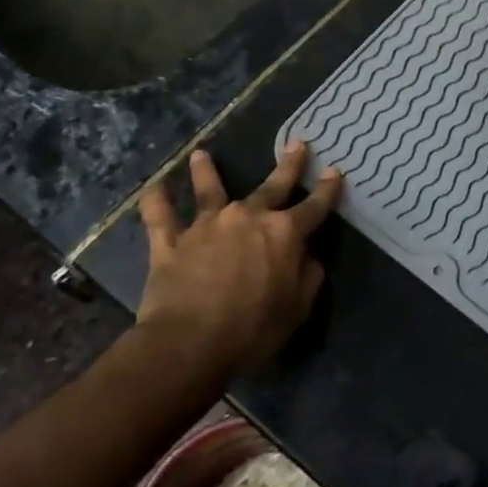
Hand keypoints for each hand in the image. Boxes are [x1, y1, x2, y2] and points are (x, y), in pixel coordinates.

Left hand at [136, 142, 341, 366]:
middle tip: (296, 143)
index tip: (334, 170)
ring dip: (207, 172)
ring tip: (203, 154)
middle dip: (288, 165)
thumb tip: (309, 256)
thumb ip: (308, 276)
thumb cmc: (254, 329)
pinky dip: (155, 202)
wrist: (190, 342)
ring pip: (209, 191)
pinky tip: (152, 188)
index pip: (314, 206)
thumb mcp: (298, 307)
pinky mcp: (170, 243)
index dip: (327, 189)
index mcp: (285, 233)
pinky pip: (159, 218)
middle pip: (272, 186)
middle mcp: (248, 218)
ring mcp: (207, 226)